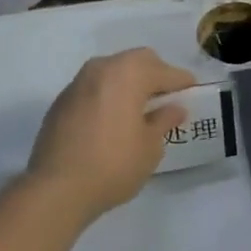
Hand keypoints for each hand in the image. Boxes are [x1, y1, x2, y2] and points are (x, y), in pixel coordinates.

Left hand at [26, 49, 196, 223]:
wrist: (57, 189)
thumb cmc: (114, 164)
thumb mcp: (150, 146)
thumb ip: (164, 120)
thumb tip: (174, 108)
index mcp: (129, 74)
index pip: (165, 71)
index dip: (182, 82)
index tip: (193, 92)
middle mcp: (101, 69)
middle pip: (137, 61)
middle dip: (155, 74)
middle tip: (167, 98)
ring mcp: (77, 84)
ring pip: (112, 71)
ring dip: (129, 83)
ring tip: (140, 109)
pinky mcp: (61, 103)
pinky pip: (94, 88)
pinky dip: (109, 96)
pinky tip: (114, 120)